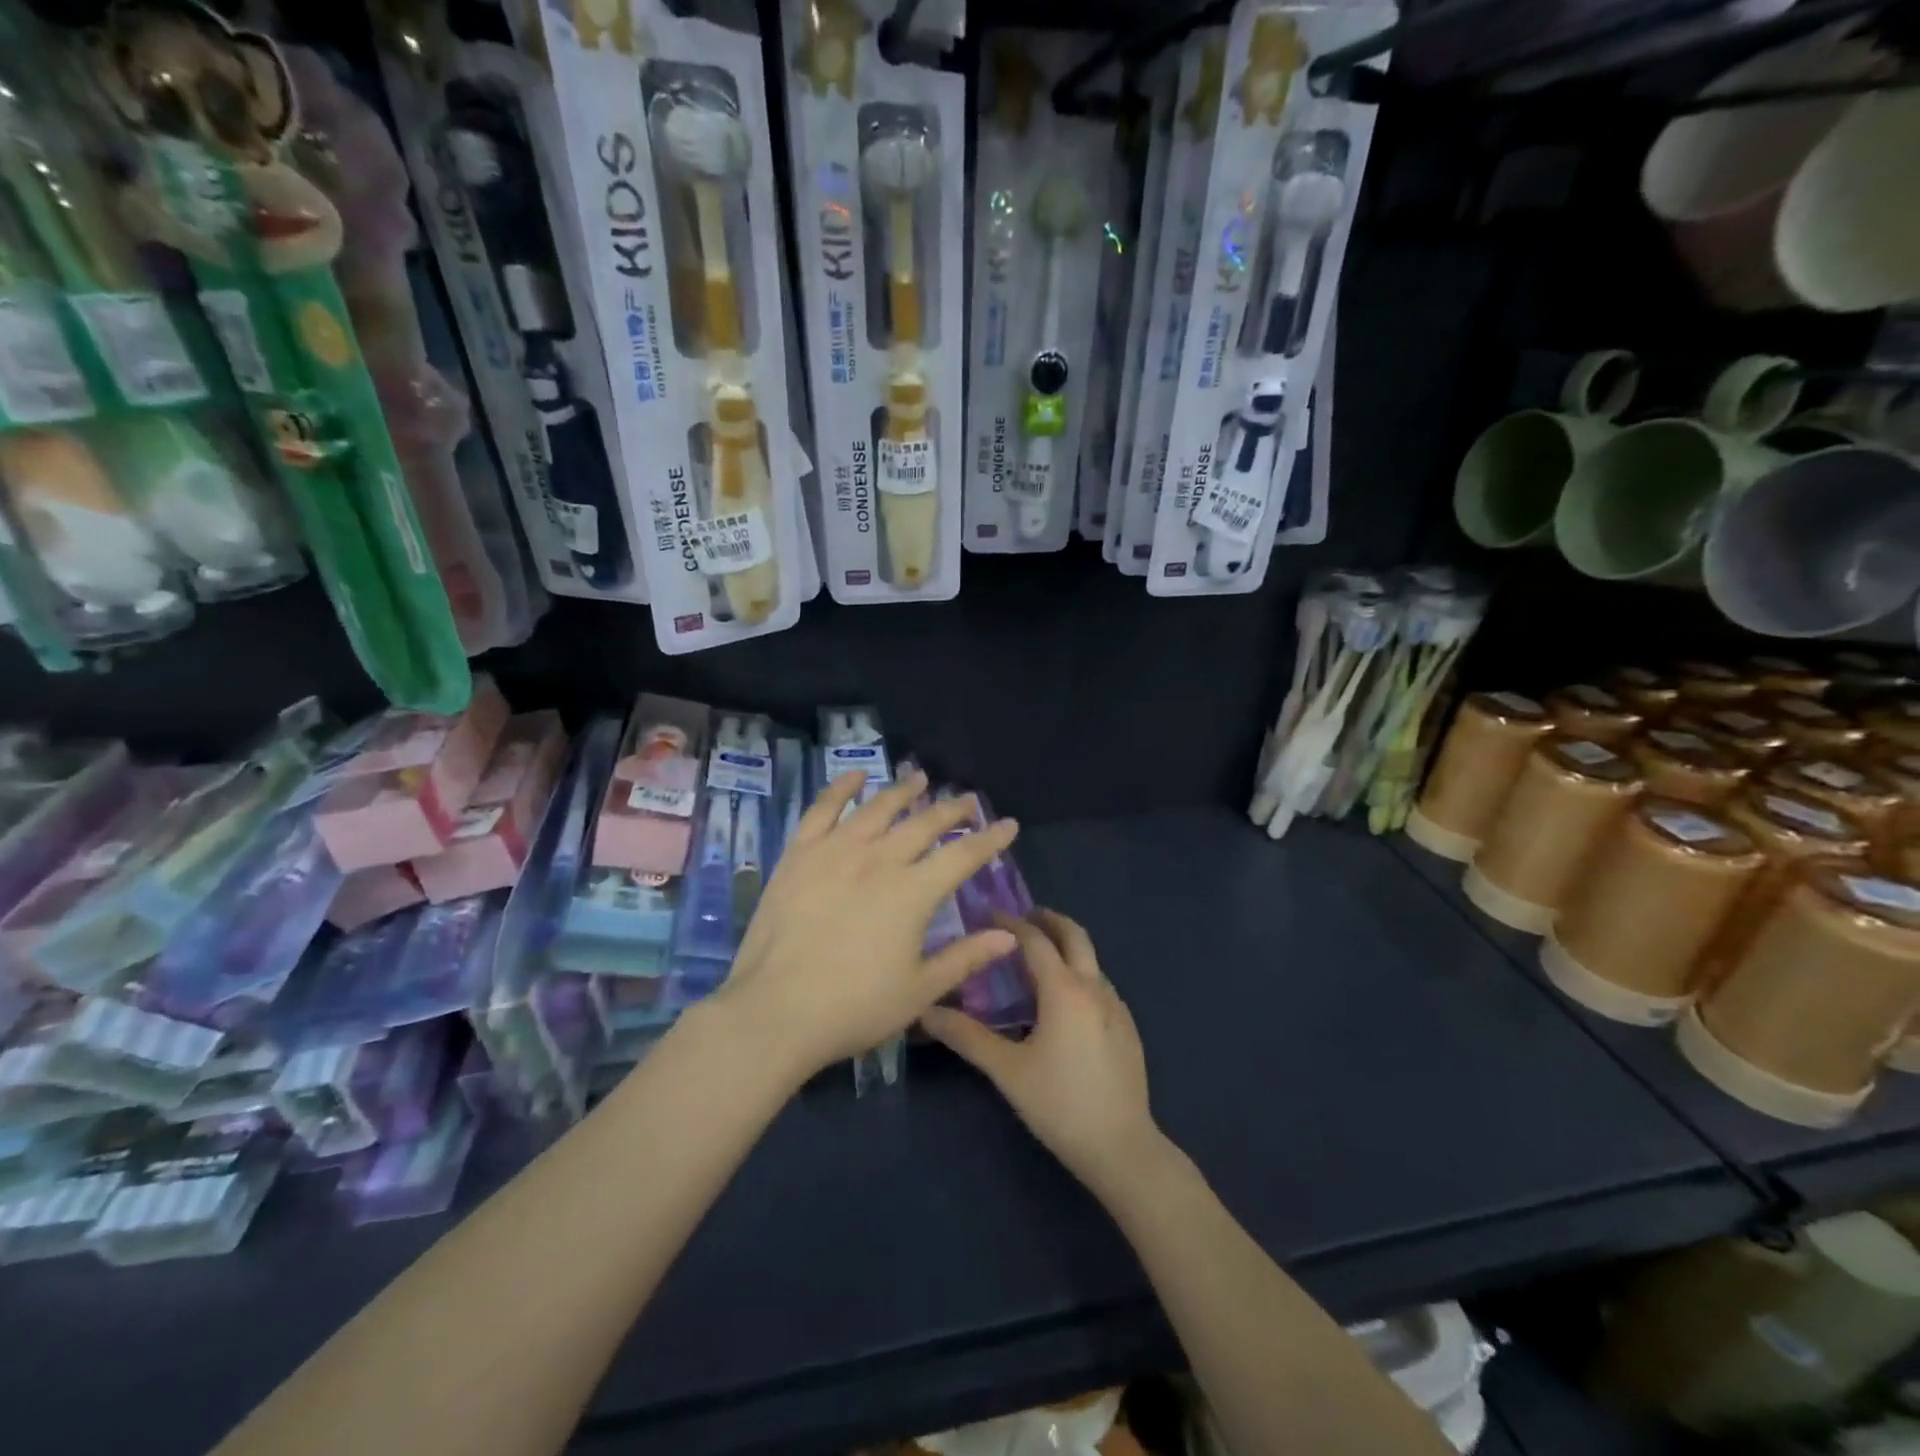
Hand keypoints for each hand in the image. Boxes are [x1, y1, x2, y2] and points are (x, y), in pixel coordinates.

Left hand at [712, 770, 1019, 1083]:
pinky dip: (842, 788)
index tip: (1008, 824)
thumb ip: (966, 957)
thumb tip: (1008, 935)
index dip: (990, 838)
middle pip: (924, 823)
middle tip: (968, 799)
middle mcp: (879, 859)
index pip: (963, 855)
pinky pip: (823, 809)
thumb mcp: (919, 990)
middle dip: (952, 809)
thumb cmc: (854, 1007)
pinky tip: (855, 776)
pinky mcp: (800, 854)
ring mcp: (836, 851)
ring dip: (903, 791)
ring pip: (878, 808)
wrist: (775, 1011)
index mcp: (913, 892)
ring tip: (920, 778)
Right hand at [921, 909, 1160, 1196]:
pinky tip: (1063, 1002)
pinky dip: (1078, 973)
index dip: (1010, 923)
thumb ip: (966, 1036)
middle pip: (1074, 935)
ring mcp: (1116, 1007)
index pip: (1035, 940)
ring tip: (1036, 959)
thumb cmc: (1060, 1104)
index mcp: (1064, 989)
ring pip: (1090, 960)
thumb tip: (925, 1011)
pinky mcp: (1127, 1027)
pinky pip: (1100, 984)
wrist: (1122, 1147)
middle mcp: (1094, 987)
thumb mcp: (1007, 1070)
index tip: (987, 913)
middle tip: (1021, 918)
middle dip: (1048, 920)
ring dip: (1065, 947)